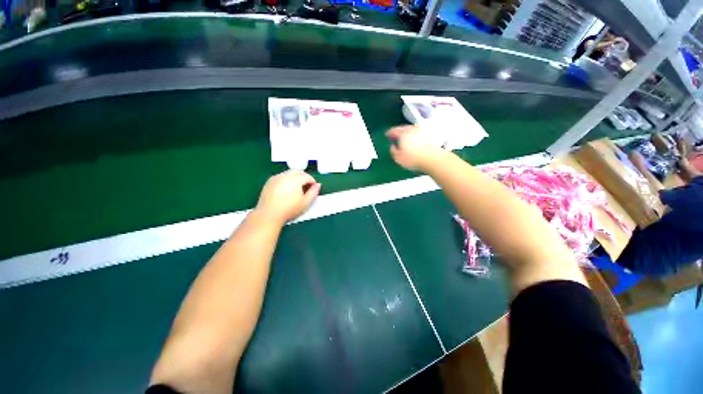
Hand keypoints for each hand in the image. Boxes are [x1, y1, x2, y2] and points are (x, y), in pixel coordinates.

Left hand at [256, 170, 320, 223]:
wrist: (269, 215)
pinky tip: (287, 189)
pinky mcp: (270, 181)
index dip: (312, 181)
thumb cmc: (289, 209)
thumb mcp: (305, 203)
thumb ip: (313, 192)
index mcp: (295, 180)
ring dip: (295, 177)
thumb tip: (318, 185)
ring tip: (297, 188)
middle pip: (297, 171)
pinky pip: (281, 176)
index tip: (314, 187)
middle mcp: (285, 176)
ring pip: (289, 173)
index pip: (306, 176)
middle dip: (304, 176)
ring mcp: (276, 178)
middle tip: (307, 185)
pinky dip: (287, 179)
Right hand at [386, 125, 443, 170]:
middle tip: (394, 136)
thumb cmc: (413, 159)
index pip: (394, 130)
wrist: (432, 159)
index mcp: (403, 133)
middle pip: (403, 128)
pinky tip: (413, 142)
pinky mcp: (428, 136)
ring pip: (411, 130)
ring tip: (403, 139)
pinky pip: (417, 134)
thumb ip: (393, 151)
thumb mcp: (398, 158)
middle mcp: (412, 129)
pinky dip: (413, 136)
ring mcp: (421, 132)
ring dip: (406, 133)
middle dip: (398, 132)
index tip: (387, 134)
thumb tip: (392, 146)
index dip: (389, 132)